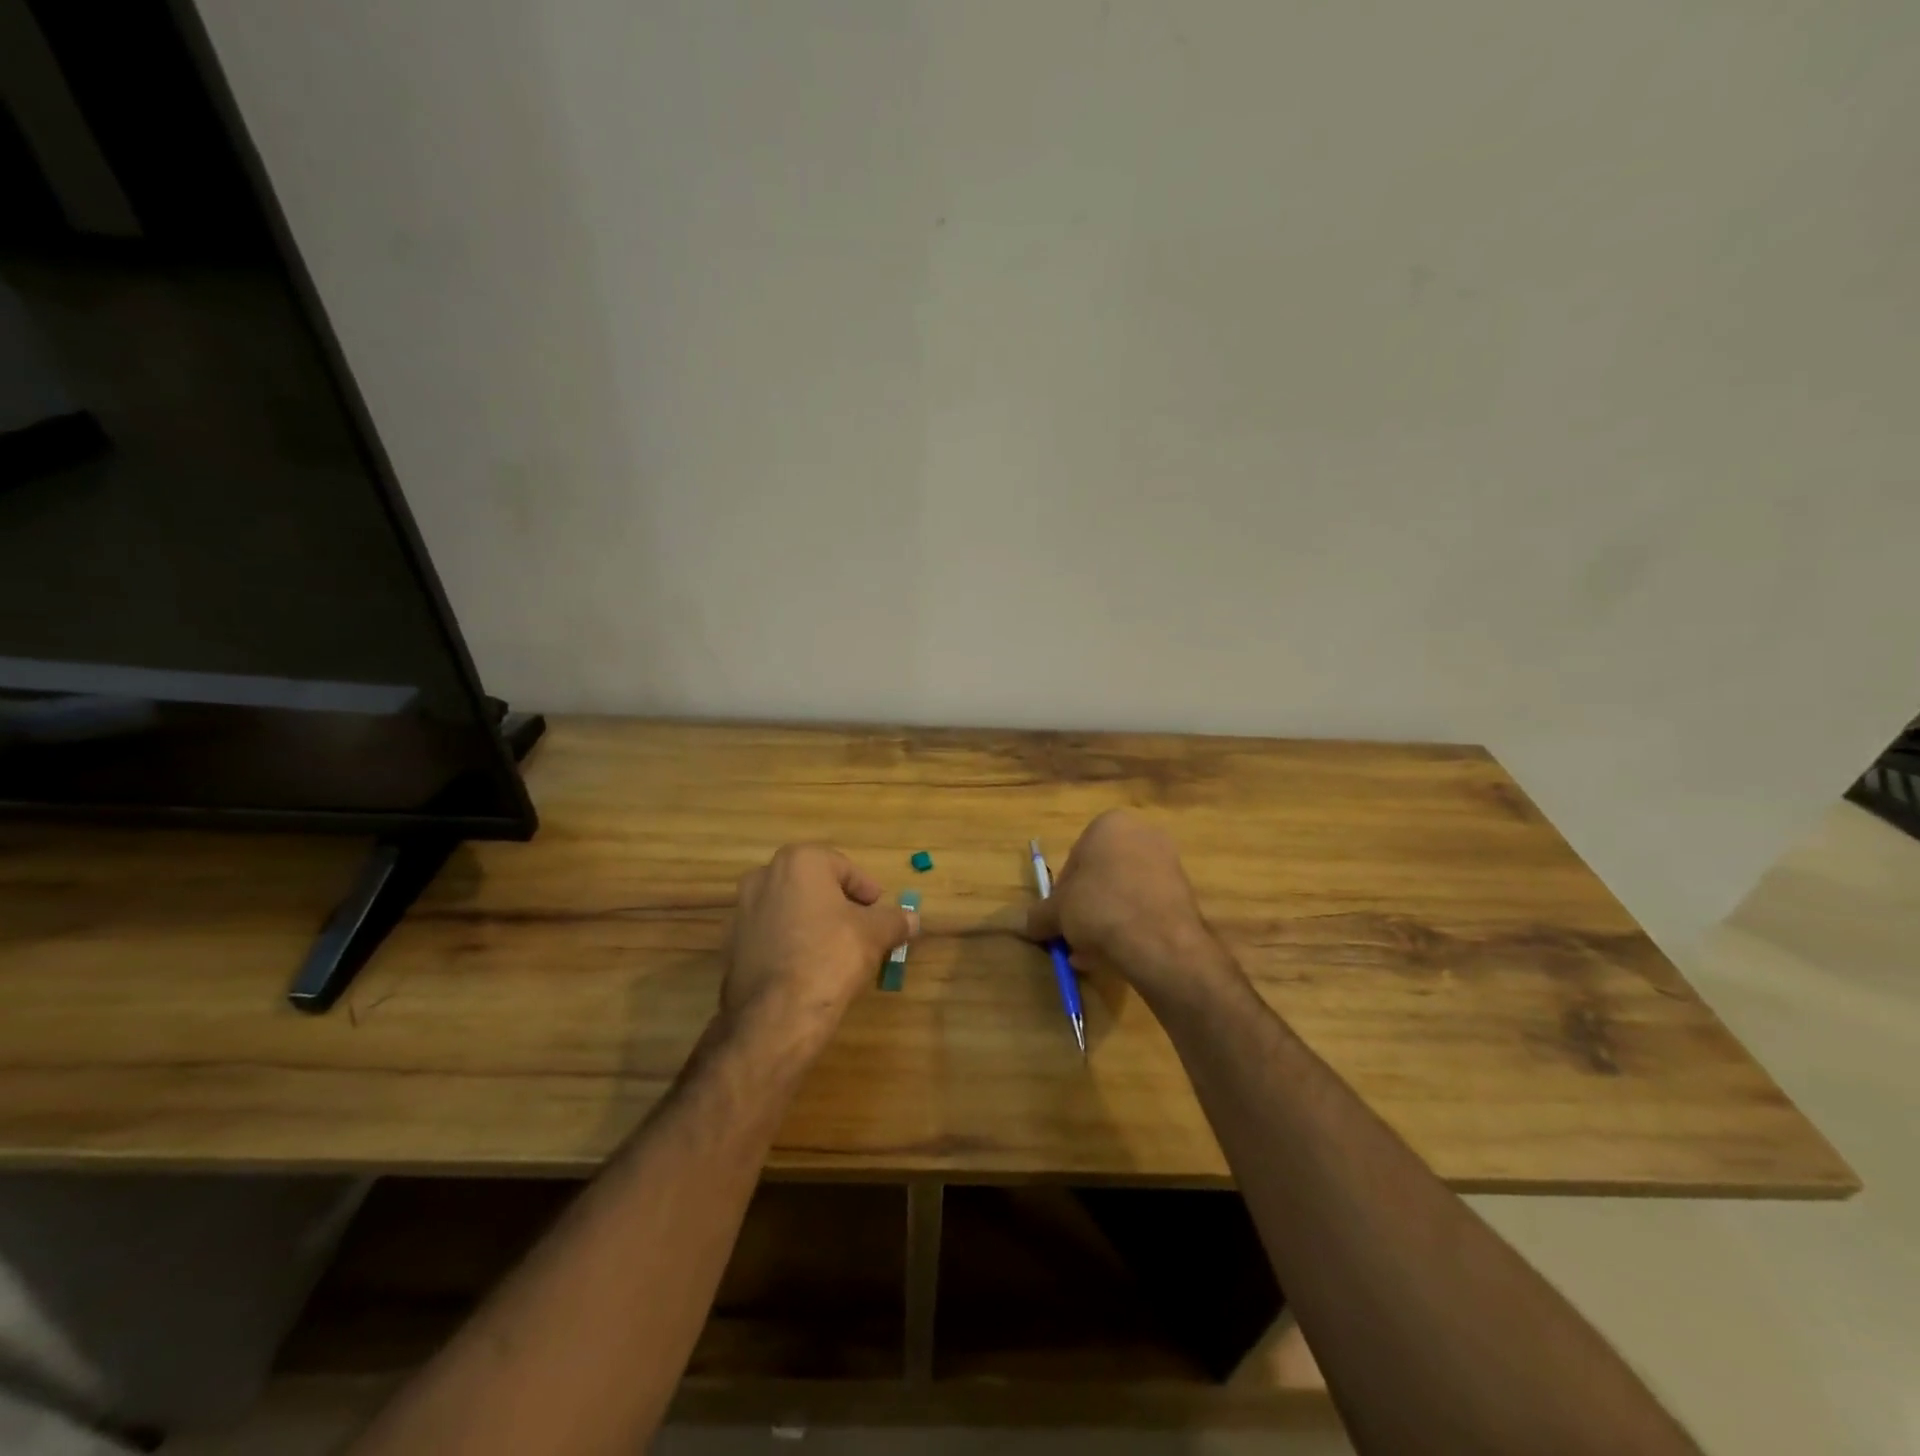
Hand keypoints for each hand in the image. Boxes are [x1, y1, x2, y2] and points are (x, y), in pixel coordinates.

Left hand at [723, 844, 917, 1045]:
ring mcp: (741, 911)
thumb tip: (912, 919)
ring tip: (835, 951)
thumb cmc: (831, 957)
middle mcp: (764, 876)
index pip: (843, 868)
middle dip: (838, 904)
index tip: (879, 911)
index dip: (866, 890)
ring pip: (789, 909)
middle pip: (813, 885)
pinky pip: (771, 935)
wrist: (777, 1015)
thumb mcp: (875, 935)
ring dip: (813, 923)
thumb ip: (894, 920)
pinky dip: (790, 944)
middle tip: (861, 928)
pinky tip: (807, 969)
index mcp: (799, 861)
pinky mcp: (730, 945)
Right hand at [1025, 811, 1223, 1002]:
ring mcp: (1168, 862)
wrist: (1159, 942)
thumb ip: (1039, 915)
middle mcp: (1142, 833)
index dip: (1062, 892)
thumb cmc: (1099, 908)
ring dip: (1106, 921)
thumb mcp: (1056, 912)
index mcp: (1109, 824)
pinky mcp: (1185, 892)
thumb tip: (1027, 924)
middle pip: (1102, 875)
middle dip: (1086, 907)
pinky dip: (1131, 927)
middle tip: (1075, 936)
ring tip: (1092, 955)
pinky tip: (1117, 955)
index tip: (1060, 918)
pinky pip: (1146, 908)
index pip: (1075, 858)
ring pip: (1124, 894)